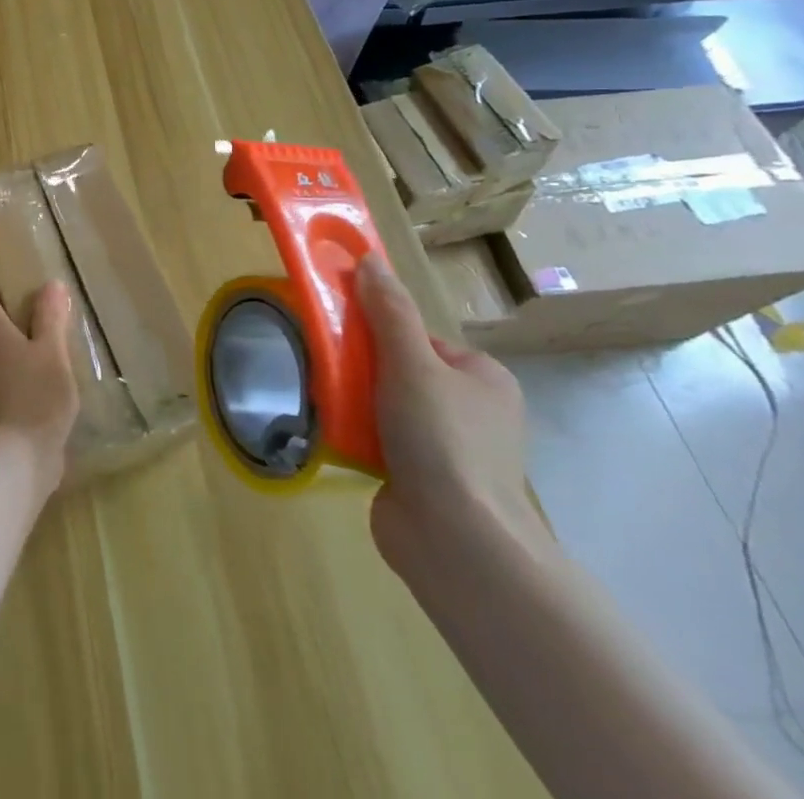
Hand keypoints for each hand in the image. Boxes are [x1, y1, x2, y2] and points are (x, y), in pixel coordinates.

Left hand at [0, 281, 79, 500]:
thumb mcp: (51, 350)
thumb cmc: (36, 393)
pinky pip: (5, 369)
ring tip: (51, 333)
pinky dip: (21, 363)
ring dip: (19, 338)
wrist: (20, 458)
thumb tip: (51, 284)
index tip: (19, 270)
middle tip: (45, 300)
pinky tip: (47, 369)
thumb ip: (50, 316)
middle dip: (13, 307)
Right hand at [356, 257, 548, 575]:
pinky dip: (355, 434)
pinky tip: (331, 432)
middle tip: (325, 366)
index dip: (379, 332)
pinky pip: (380, 440)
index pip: (418, 337)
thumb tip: (369, 260)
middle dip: (361, 369)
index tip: (343, 335)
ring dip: (353, 401)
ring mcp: (449, 449)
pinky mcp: (423, 480)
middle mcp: (472, 411)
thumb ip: (389, 312)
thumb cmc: (443, 440)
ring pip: (386, 405)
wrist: (457, 542)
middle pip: (399, 369)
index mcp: (482, 378)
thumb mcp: (412, 363)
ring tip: (321, 398)